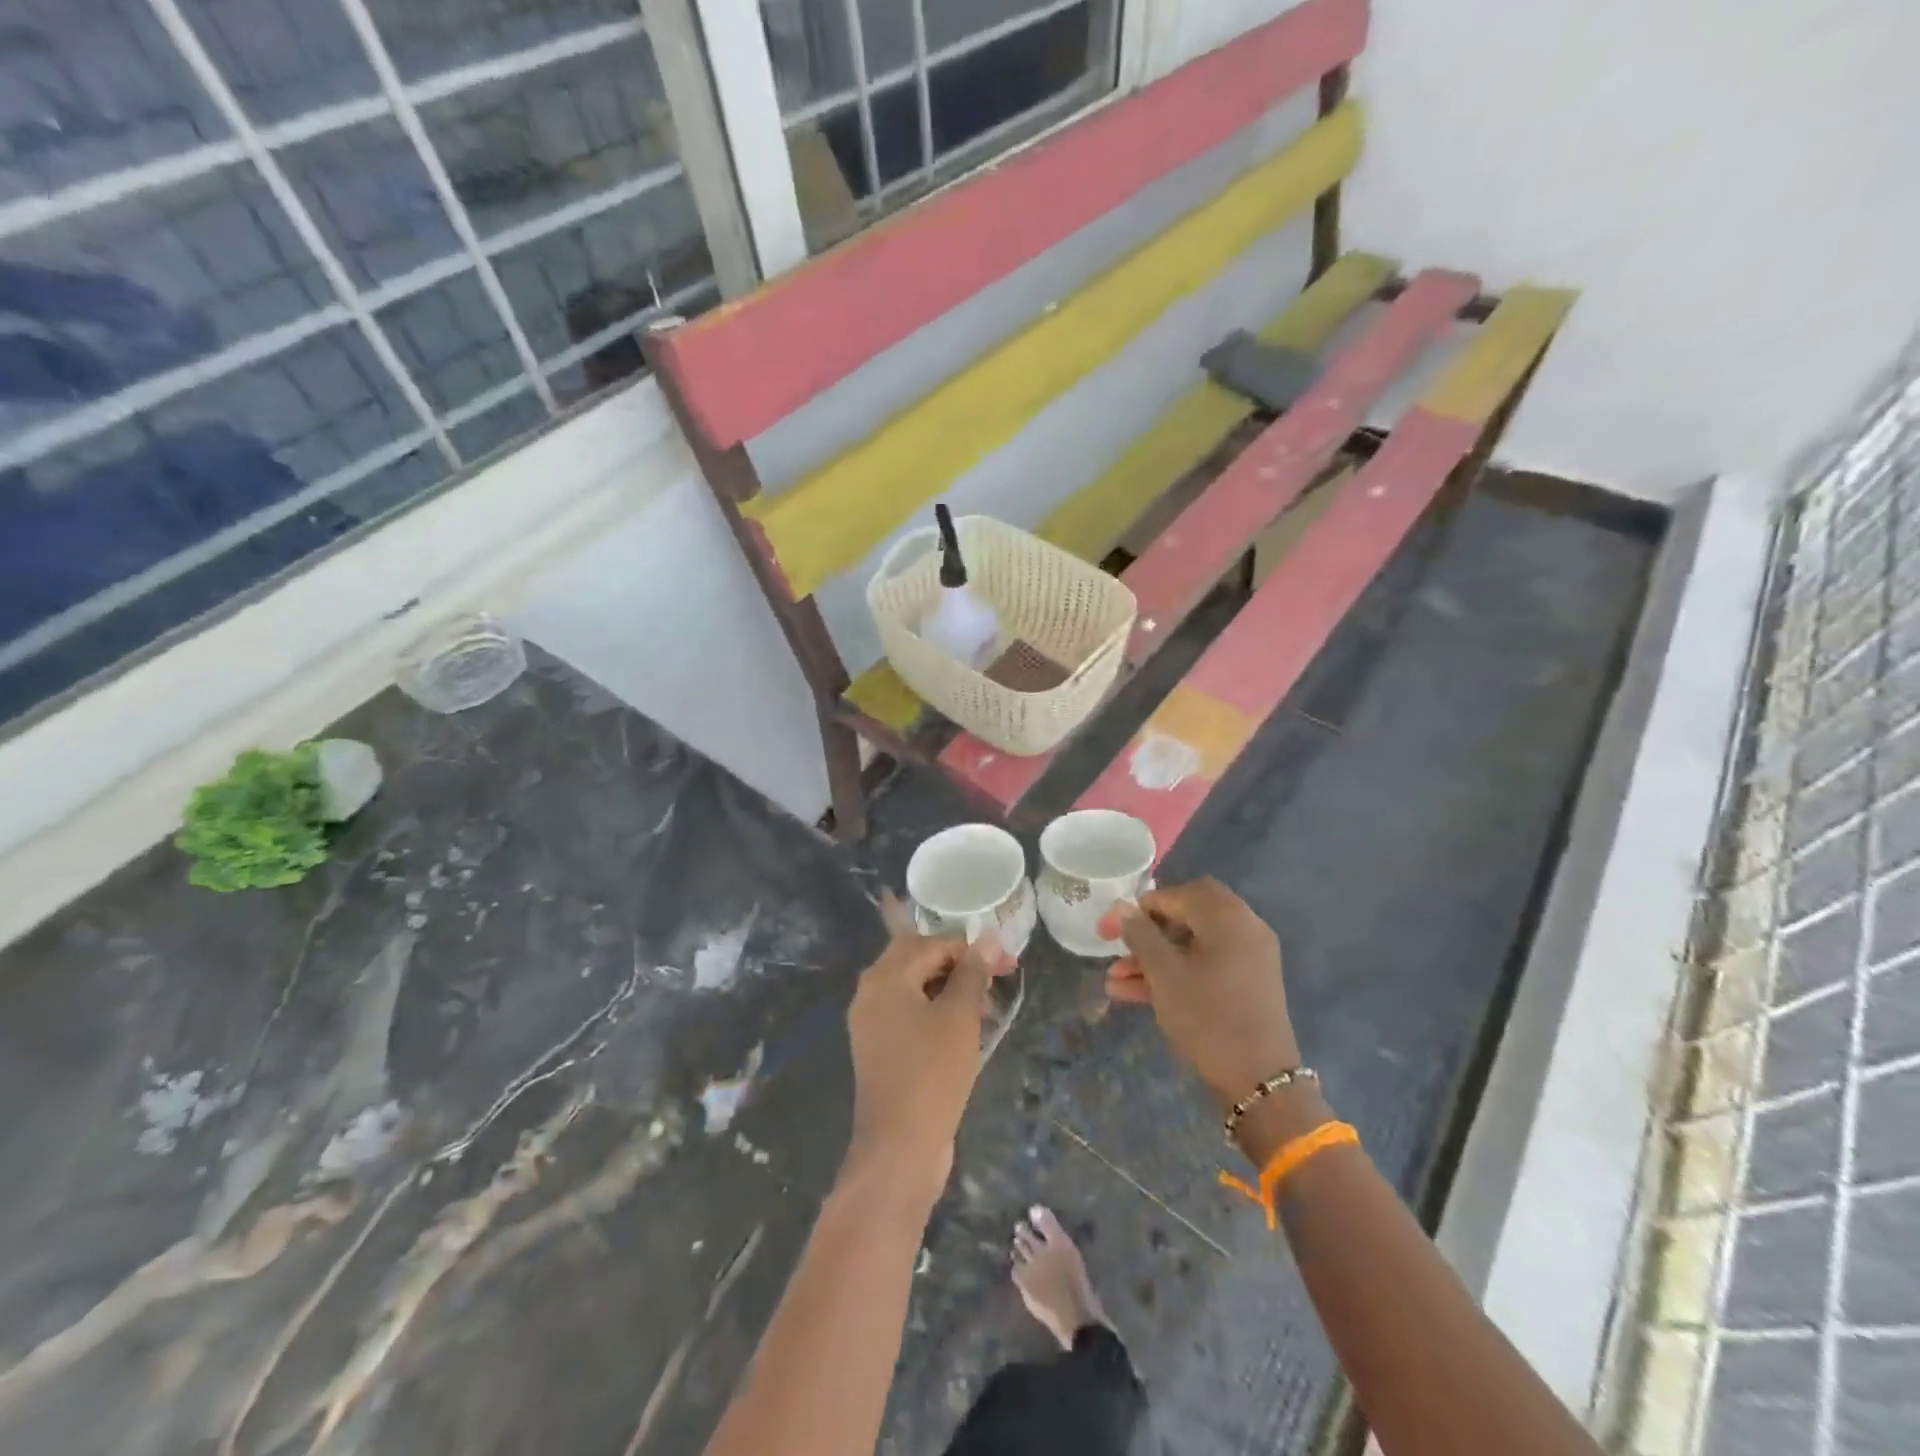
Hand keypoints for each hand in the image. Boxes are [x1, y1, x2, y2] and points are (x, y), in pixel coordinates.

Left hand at [844, 895, 1003, 1197]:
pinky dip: (936, 1011)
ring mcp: (871, 1022)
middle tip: (994, 982)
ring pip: (914, 987)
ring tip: (985, 1011)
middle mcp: (871, 992)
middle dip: (959, 966)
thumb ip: (972, 973)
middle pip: (918, 959)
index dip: (972, 949)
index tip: (1008, 965)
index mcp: (885, 977)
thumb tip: (986, 939)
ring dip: (950, 989)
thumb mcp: (960, 1017)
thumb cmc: (932, 1073)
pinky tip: (964, 1031)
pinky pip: (909, 1013)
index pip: (932, 943)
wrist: (899, 1147)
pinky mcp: (879, 1048)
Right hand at [1102, 879, 1299, 1112]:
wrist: (1259, 1081)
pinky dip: (1175, 973)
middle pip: (1186, 916)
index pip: (1178, 894)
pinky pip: (1204, 966)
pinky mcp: (1245, 985)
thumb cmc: (1207, 1016)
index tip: (1110, 928)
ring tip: (1114, 979)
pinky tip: (1133, 992)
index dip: (1140, 908)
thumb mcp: (1164, 973)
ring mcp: (1248, 959)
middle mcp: (1244, 929)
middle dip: (1147, 932)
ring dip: (1154, 958)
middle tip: (1118, 946)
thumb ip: (1139, 934)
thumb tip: (1120, 907)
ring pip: (1192, 946)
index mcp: (1228, 917)